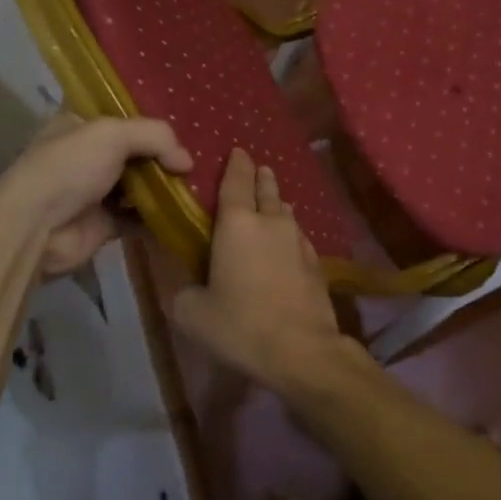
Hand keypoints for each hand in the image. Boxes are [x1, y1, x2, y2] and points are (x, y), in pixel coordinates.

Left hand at [0, 113, 192, 277]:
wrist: (35, 229)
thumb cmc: (69, 168)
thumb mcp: (113, 134)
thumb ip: (156, 137)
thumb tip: (187, 162)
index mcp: (80, 125)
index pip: (121, 113)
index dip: (151, 117)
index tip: (185, 121)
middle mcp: (88, 154)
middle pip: (136, 149)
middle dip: (165, 153)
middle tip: (202, 154)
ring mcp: (96, 190)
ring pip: (142, 183)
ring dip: (167, 185)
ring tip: (201, 182)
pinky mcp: (106, 223)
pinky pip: (141, 215)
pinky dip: (161, 214)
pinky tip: (187, 209)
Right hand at [170, 149, 351, 391]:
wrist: (301, 349)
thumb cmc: (239, 325)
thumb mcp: (192, 312)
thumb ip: (184, 290)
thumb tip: (188, 284)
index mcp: (237, 224)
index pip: (236, 181)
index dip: (236, 164)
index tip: (238, 150)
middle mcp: (271, 222)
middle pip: (266, 189)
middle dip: (260, 176)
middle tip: (257, 168)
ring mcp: (298, 240)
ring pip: (286, 212)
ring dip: (277, 203)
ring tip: (272, 202)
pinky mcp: (316, 262)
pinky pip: (298, 236)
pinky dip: (289, 232)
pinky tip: (287, 243)